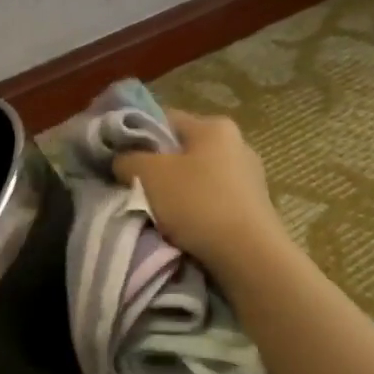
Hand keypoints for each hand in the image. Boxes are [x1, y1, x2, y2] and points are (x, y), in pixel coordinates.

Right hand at [113, 110, 284, 276]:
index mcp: (214, 126)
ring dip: (175, 191)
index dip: (137, 135)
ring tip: (156, 212)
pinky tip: (183, 226)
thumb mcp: (146, 174)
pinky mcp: (253, 206)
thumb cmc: (196, 202)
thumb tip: (123, 161)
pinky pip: (212, 199)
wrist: (247, 254)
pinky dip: (195, 209)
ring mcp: (250, 176)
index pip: (164, 119)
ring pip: (197, 177)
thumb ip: (127, 160)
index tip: (120, 158)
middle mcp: (237, 144)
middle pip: (182, 150)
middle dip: (157, 167)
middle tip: (133, 187)